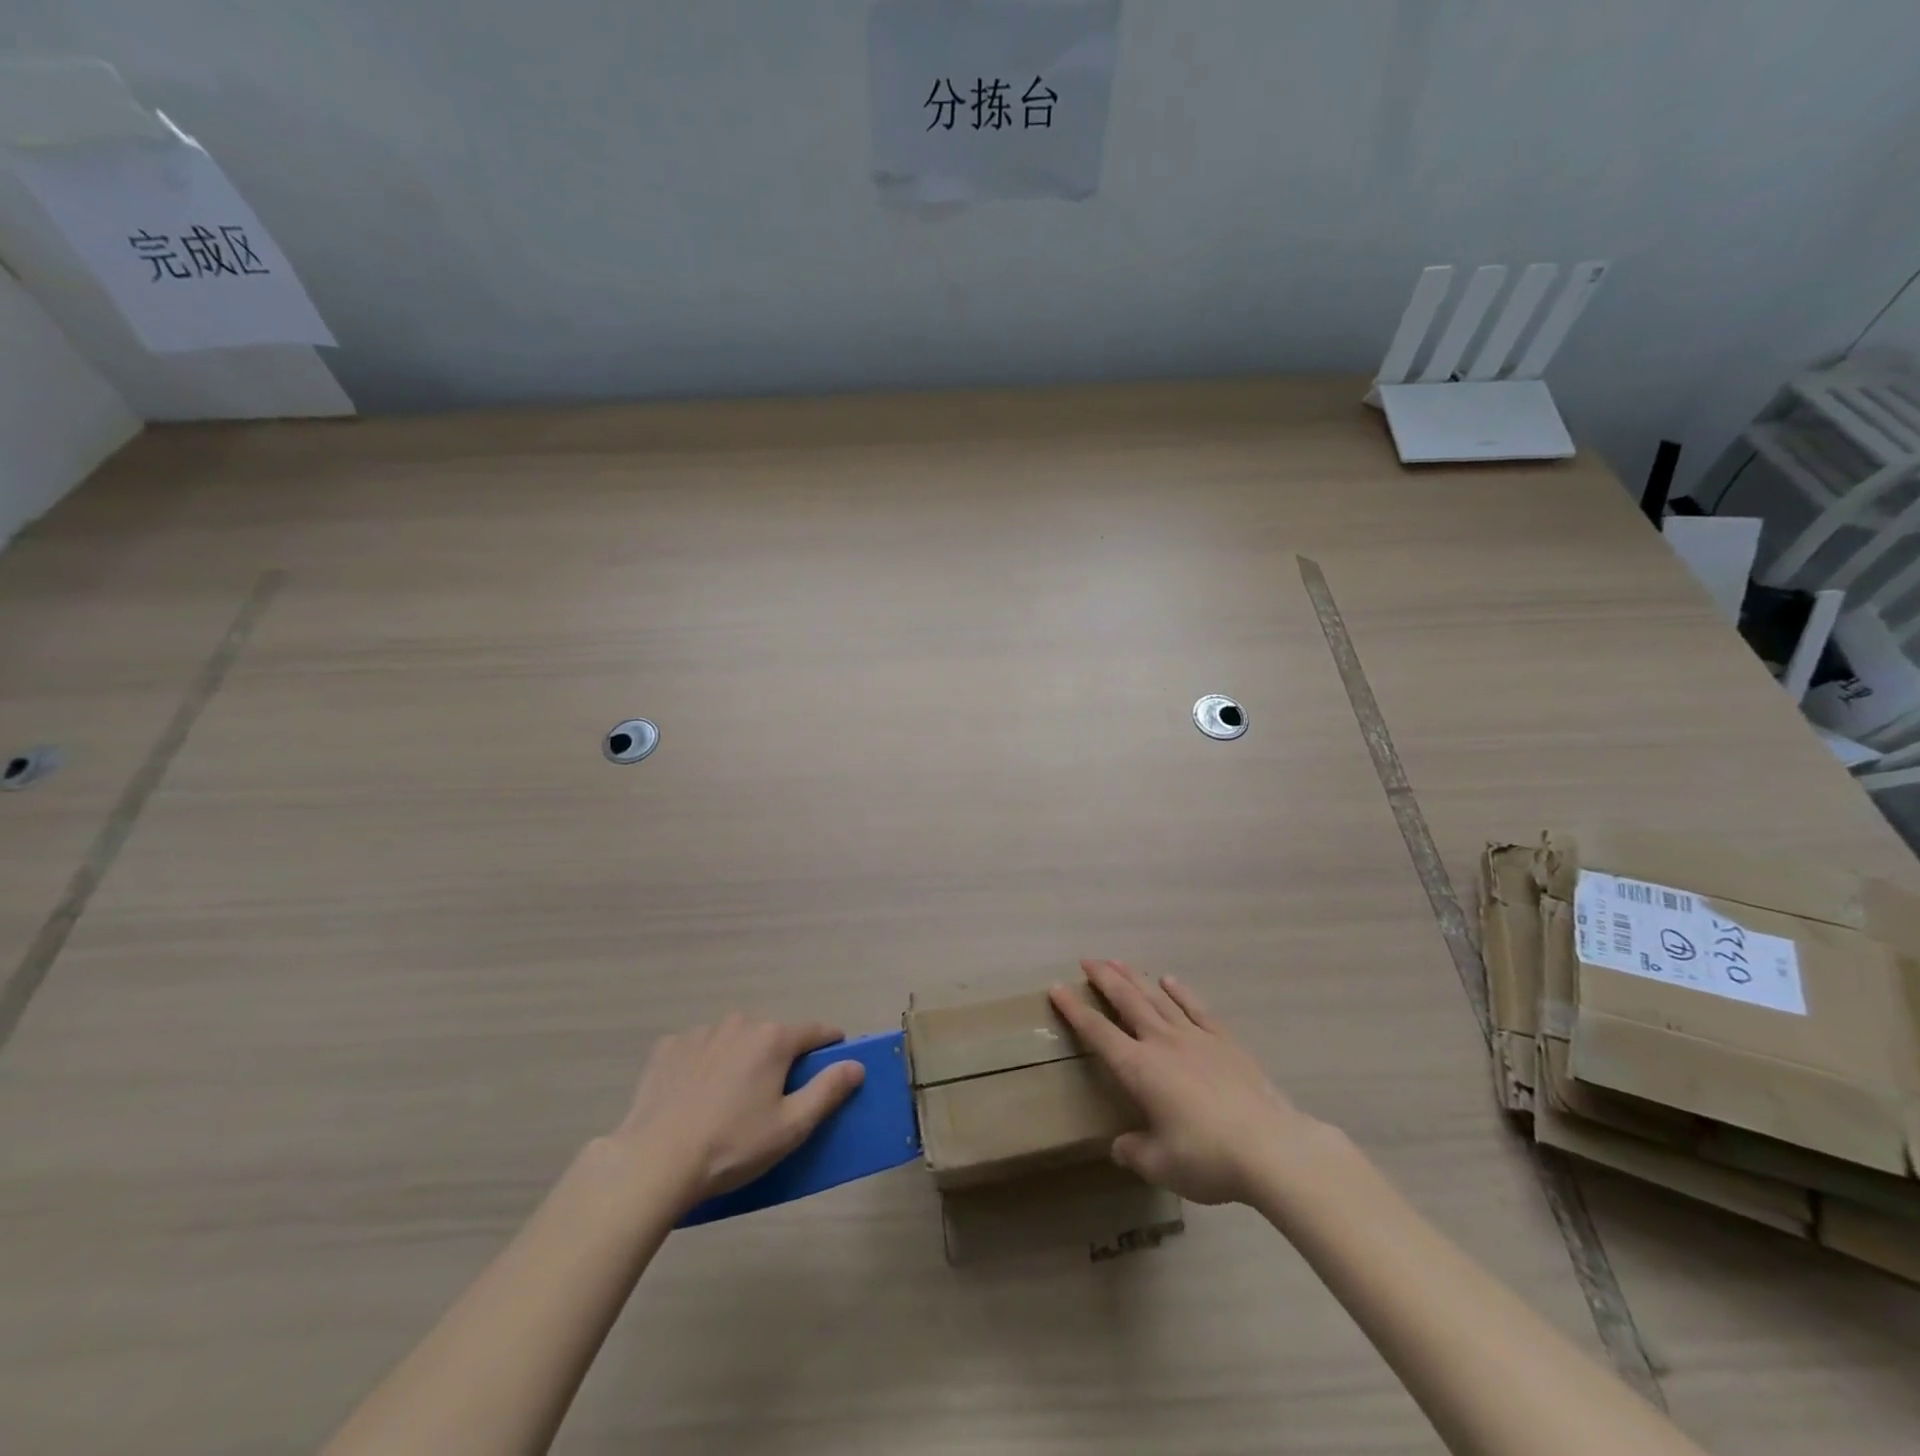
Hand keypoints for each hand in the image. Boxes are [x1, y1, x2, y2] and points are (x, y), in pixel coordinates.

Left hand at [610, 1014, 864, 1212]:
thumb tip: (856, 1064)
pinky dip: (703, 1065)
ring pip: (734, 1040)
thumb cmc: (731, 1146)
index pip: (816, 1031)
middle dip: (778, 1058)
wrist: (653, 1162)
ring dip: (740, 1059)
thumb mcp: (790, 1127)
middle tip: (772, 1098)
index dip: (830, 1044)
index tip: (834, 1061)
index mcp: (773, 1039)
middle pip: (772, 1036)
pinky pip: (698, 1049)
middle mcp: (740, 1024)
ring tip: (728, 1101)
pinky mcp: (668, 1047)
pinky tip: (694, 1097)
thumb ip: (827, 1090)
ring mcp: (700, 1032)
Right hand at [1051, 960, 1319, 1205]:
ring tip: (1118, 961)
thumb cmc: (1207, 1157)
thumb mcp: (1161, 1166)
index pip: (1098, 1033)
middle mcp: (1162, 1043)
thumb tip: (1120, 1146)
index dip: (1075, 1010)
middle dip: (1104, 979)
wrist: (1270, 1147)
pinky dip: (1180, 992)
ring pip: (1158, 998)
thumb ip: (1135, 1152)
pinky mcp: (1225, 1041)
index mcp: (1139, 1069)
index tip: (1057, 988)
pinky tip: (1170, 980)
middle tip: (1087, 960)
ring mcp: (1196, 1037)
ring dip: (1136, 977)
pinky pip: (1197, 1008)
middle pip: (1127, 1001)